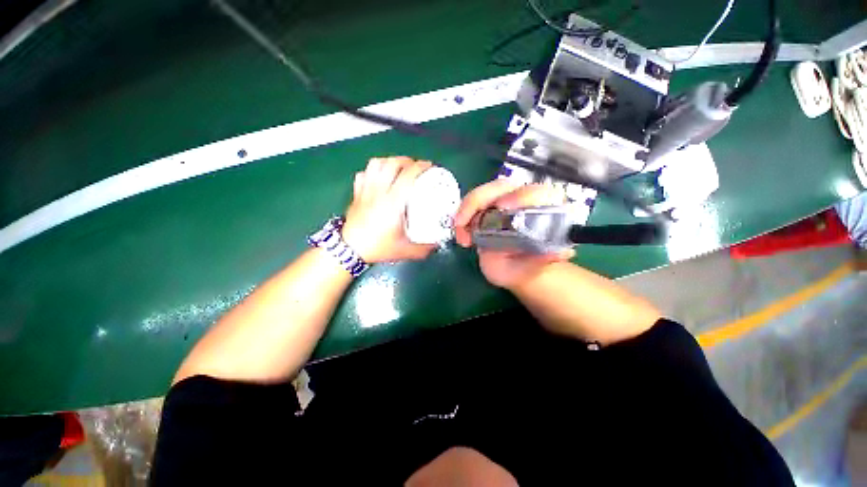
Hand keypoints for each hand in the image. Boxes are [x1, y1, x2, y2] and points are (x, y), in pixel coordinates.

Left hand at [341, 157, 437, 262]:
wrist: (350, 250)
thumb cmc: (377, 248)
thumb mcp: (405, 250)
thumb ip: (424, 248)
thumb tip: (436, 244)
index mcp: (393, 203)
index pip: (407, 175)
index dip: (420, 167)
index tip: (428, 166)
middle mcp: (379, 192)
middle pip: (391, 164)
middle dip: (406, 160)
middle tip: (415, 167)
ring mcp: (366, 191)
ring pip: (375, 164)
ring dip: (389, 161)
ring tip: (398, 167)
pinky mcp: (357, 194)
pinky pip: (363, 174)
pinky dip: (372, 170)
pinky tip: (378, 176)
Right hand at [454, 180, 573, 288]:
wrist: (511, 266)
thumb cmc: (524, 267)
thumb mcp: (531, 268)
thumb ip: (541, 261)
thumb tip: (560, 252)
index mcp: (543, 209)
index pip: (537, 192)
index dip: (520, 196)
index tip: (502, 207)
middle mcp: (522, 199)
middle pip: (501, 186)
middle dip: (478, 201)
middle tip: (463, 222)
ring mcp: (501, 200)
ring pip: (482, 193)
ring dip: (466, 211)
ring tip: (462, 237)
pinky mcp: (486, 206)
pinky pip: (471, 204)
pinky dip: (462, 217)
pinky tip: (462, 234)